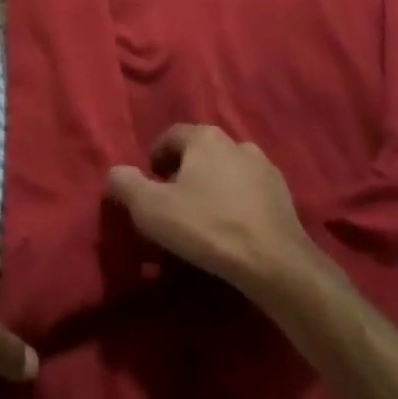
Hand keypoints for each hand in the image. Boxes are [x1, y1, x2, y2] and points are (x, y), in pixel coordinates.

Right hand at [106, 124, 316, 298]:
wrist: (274, 262)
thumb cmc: (207, 227)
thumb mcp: (152, 209)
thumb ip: (126, 185)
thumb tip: (115, 172)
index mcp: (204, 138)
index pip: (171, 136)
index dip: (156, 157)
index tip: (150, 184)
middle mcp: (235, 142)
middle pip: (200, 151)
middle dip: (185, 171)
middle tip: (173, 202)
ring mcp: (264, 167)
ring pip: (227, 170)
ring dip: (214, 186)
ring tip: (205, 217)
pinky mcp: (283, 194)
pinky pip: (250, 191)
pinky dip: (238, 202)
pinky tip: (233, 228)